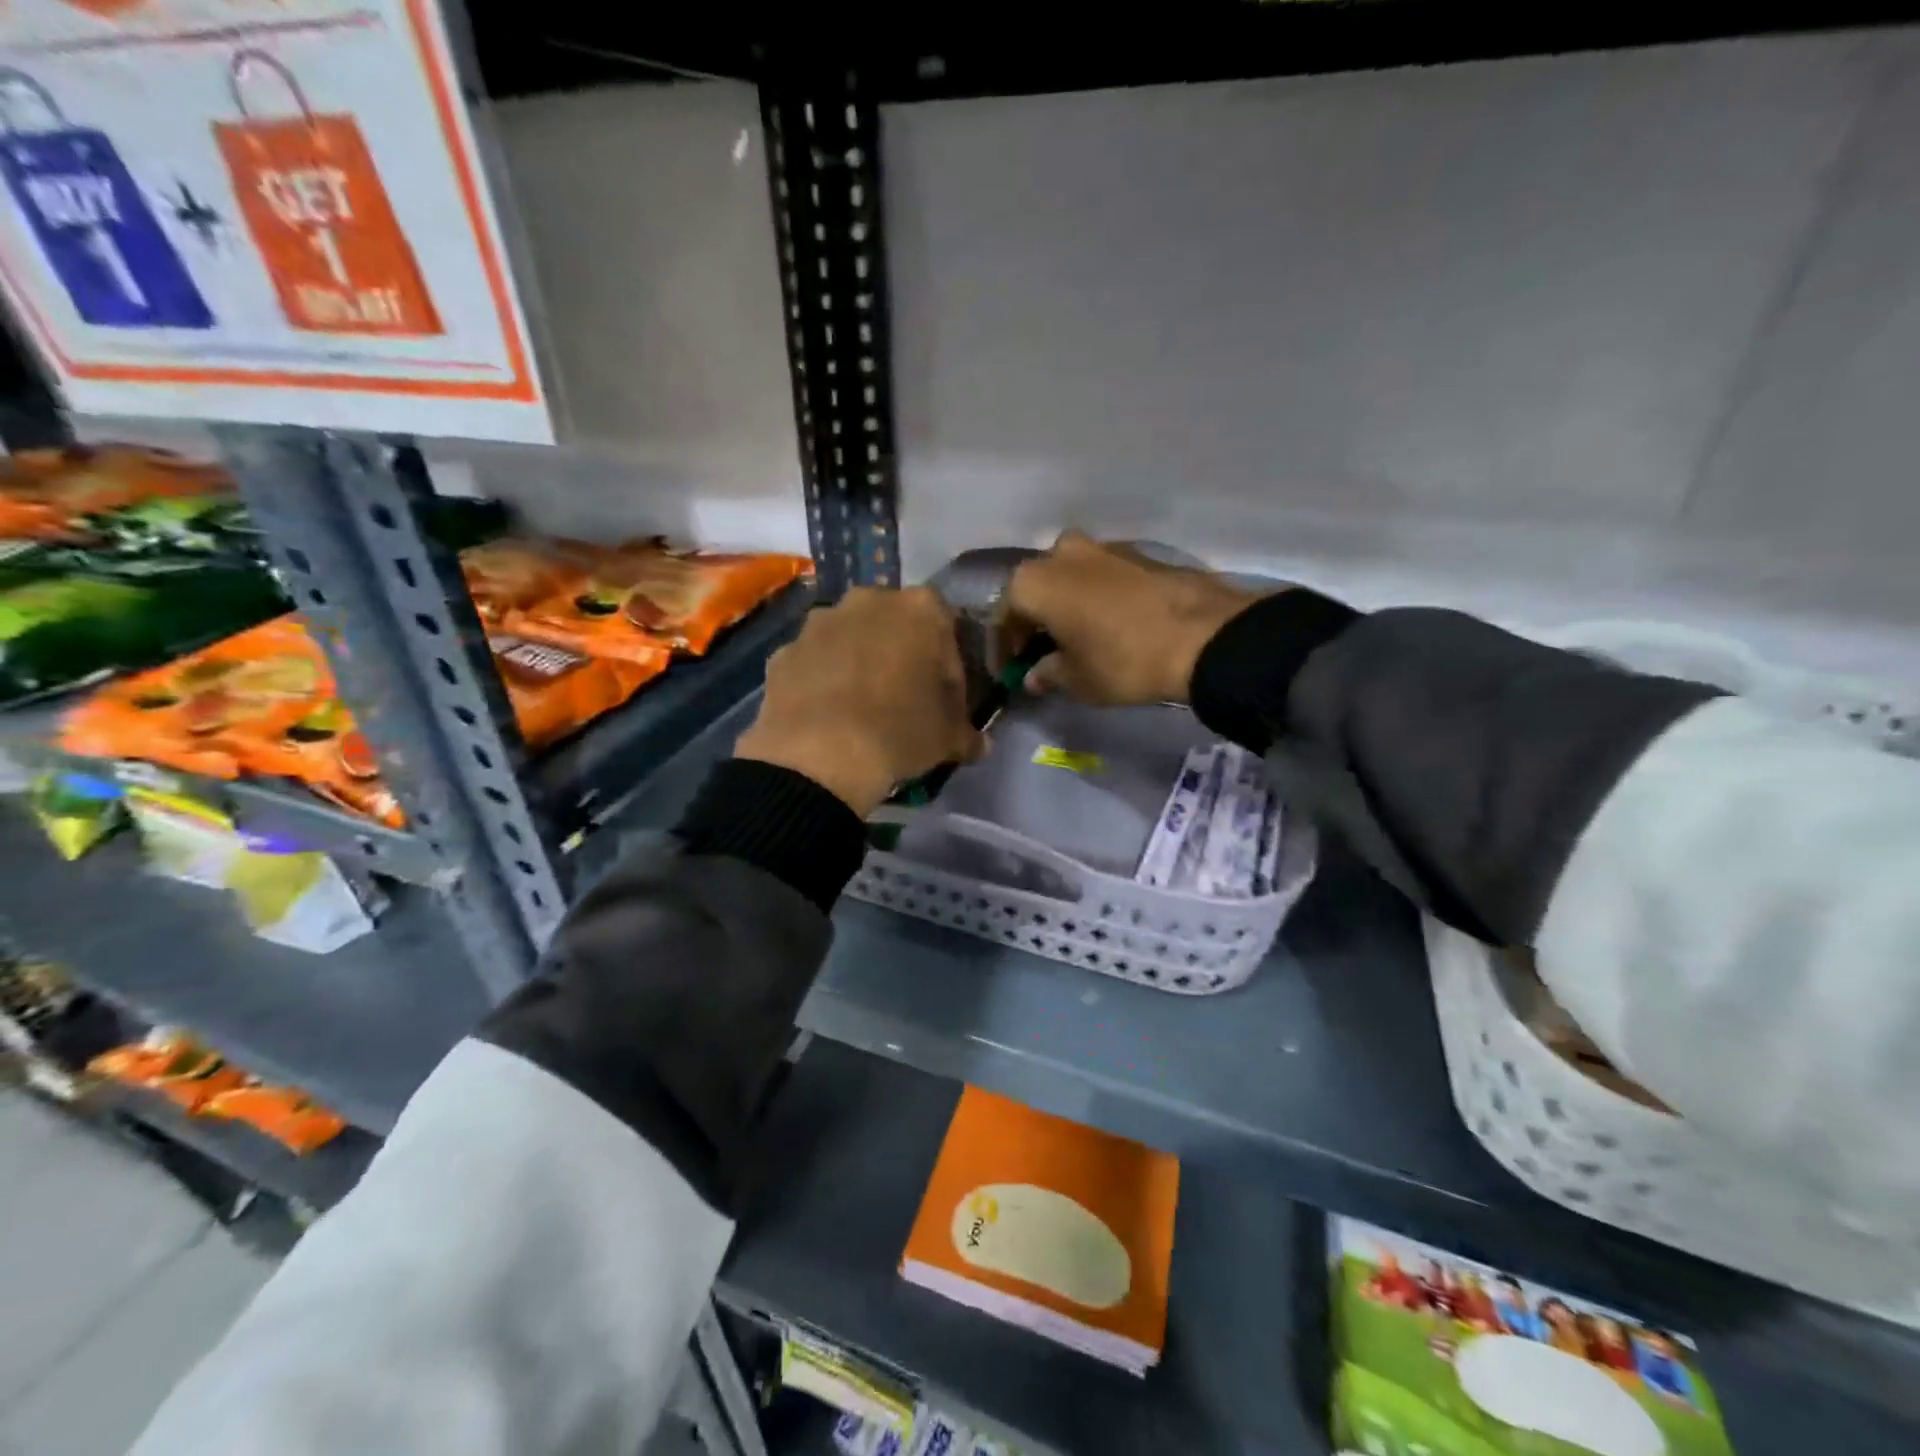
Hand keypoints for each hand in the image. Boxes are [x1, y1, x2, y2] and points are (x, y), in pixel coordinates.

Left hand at [735, 586, 981, 816]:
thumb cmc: (900, 733)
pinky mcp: (783, 652)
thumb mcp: (949, 739)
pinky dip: (821, 682)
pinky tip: (827, 718)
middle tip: (904, 701)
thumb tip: (979, 744)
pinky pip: (813, 663)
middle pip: (894, 625)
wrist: (819, 756)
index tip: (945, 701)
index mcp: (920, 609)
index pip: (946, 630)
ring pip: (849, 639)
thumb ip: (967, 733)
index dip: (948, 667)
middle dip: (901, 656)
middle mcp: (868, 601)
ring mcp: (819, 623)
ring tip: (861, 712)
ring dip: (858, 664)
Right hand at [1005, 531, 1267, 704]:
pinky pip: (1101, 577)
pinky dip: (1094, 598)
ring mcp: (1103, 547)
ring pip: (1069, 579)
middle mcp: (1060, 553)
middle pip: (1035, 589)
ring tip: (1076, 639)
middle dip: (1033, 622)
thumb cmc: (1122, 660)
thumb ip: (1047, 674)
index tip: (1010, 672)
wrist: (1204, 636)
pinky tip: (1107, 625)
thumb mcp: (1077, 680)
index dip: (1003, 648)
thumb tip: (1035, 675)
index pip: (1003, 616)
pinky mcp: (1138, 553)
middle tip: (1041, 654)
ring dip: (1065, 606)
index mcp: (1033, 582)